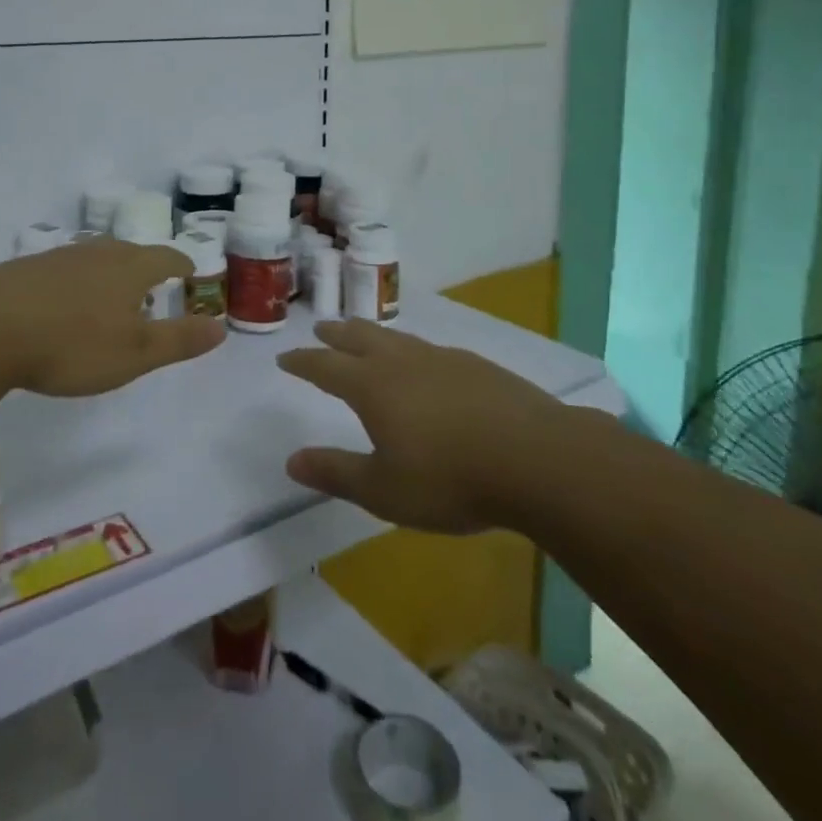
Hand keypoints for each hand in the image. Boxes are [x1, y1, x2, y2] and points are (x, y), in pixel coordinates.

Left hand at [0, 237, 225, 397]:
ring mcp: (59, 258)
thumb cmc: (72, 343)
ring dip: (110, 273)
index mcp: (130, 269)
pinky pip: (64, 270)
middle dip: (146, 267)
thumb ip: (179, 340)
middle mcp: (98, 254)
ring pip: (95, 258)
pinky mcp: (26, 269)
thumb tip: (221, 327)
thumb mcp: (135, 353)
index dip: (182, 265)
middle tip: (153, 287)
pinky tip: (64, 303)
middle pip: (131, 252)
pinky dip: (76, 283)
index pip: (166, 258)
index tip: (190, 273)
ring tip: (111, 296)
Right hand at [278, 319, 561, 533]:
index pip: (326, 366)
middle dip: (336, 334)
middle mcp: (402, 362)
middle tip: (322, 330)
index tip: (285, 358)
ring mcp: (442, 359)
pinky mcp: (475, 365)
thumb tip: (291, 460)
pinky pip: (430, 349)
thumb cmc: (450, 479)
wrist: (536, 458)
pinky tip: (424, 362)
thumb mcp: (383, 490)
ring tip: (365, 336)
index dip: (303, 362)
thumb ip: (335, 473)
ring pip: (396, 338)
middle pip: (359, 337)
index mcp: (372, 386)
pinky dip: (411, 349)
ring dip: (372, 334)